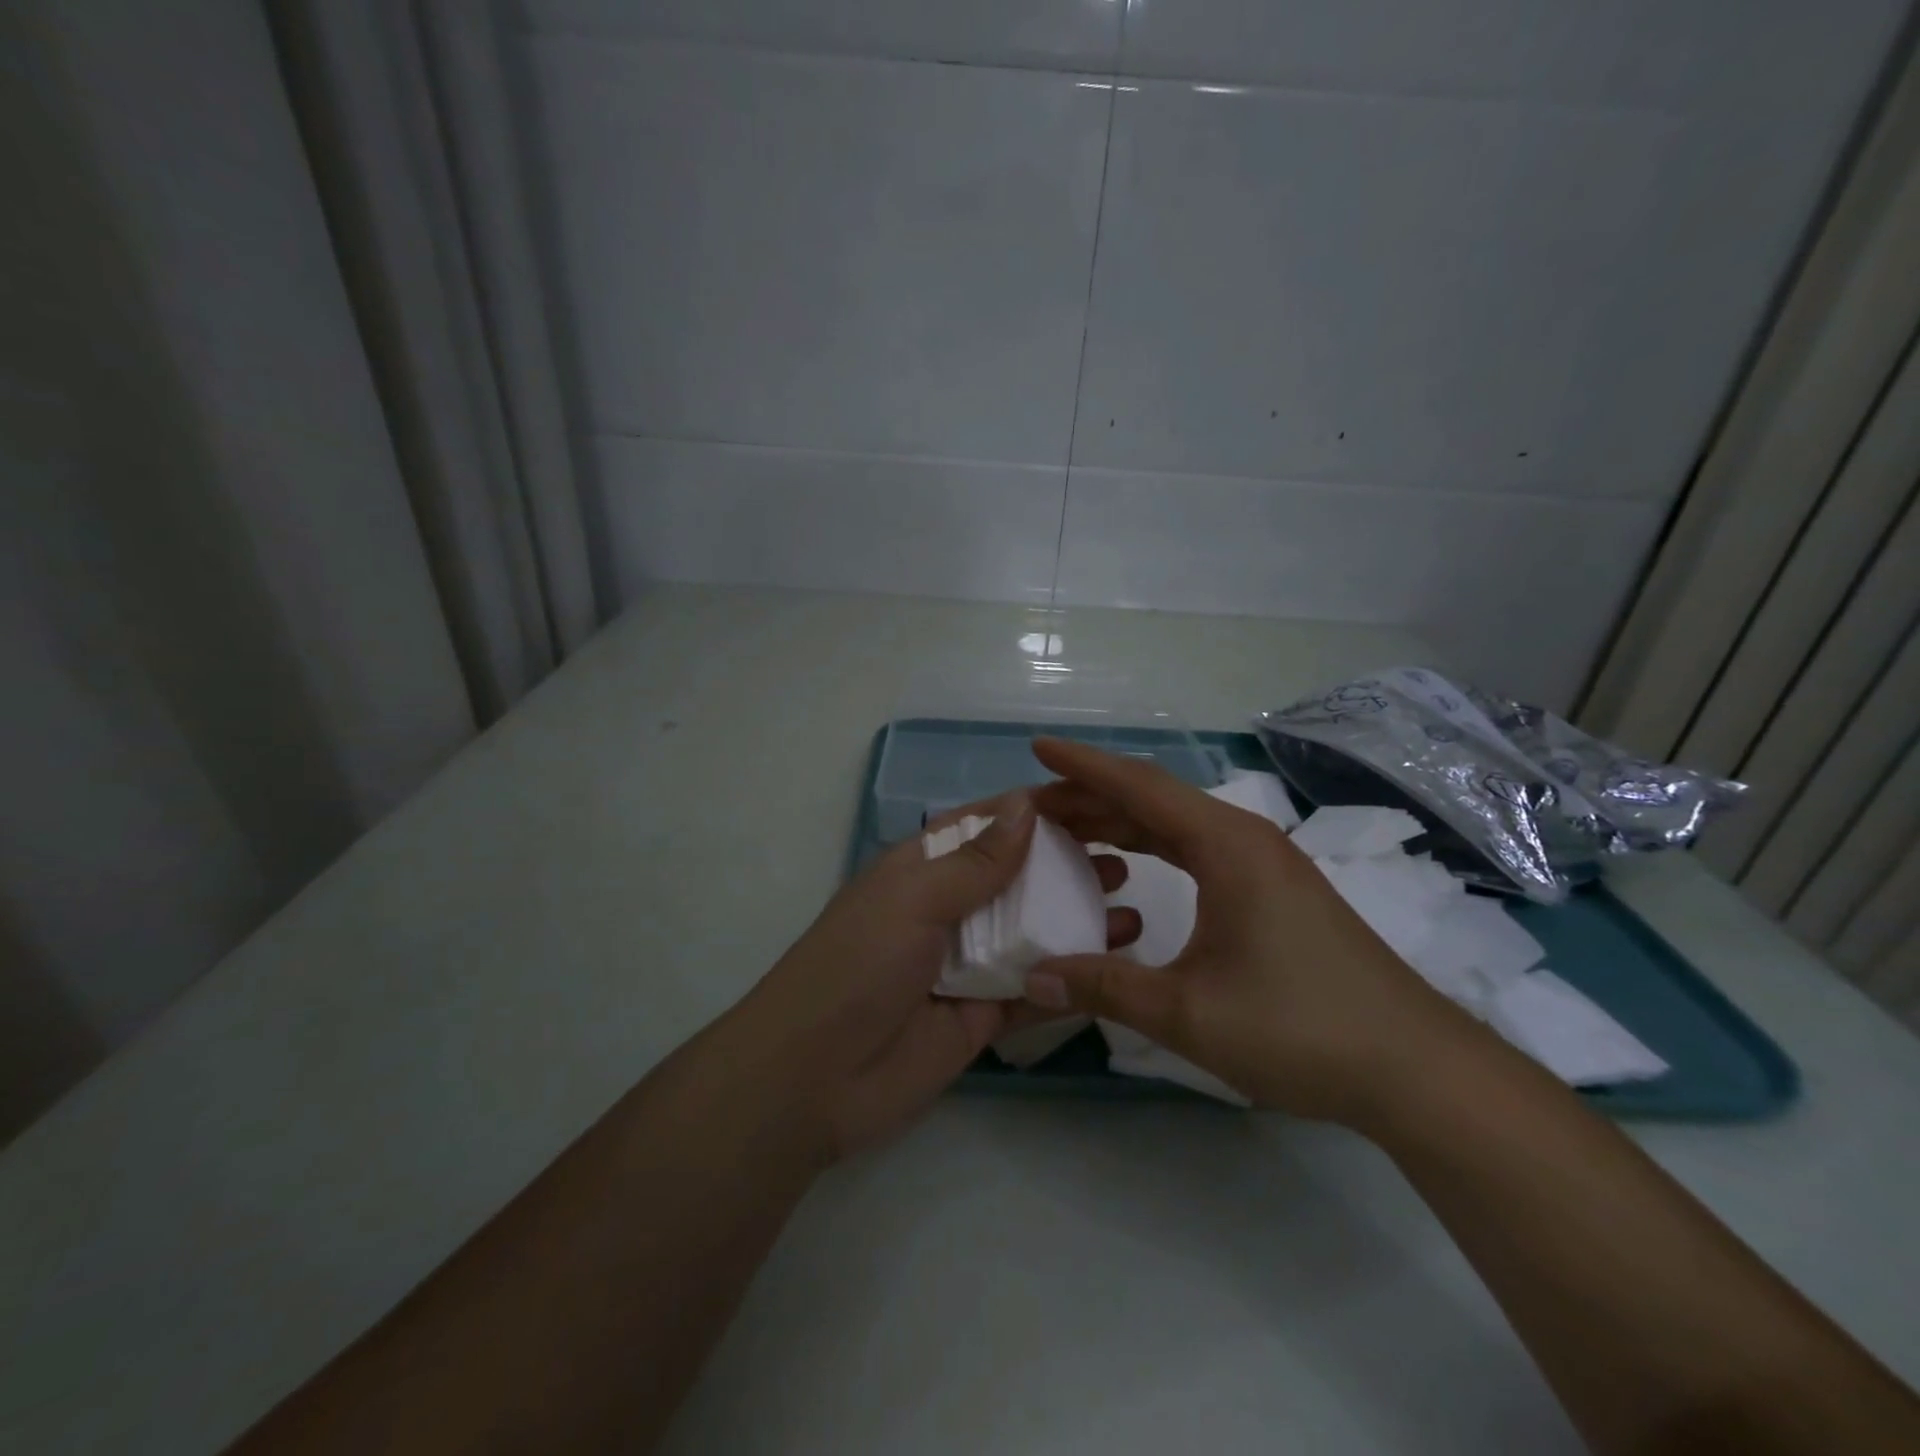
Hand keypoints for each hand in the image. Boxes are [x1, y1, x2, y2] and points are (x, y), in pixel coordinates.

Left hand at [736, 789, 1140, 1161]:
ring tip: (1134, 908)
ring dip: (1079, 919)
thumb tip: (1028, 805)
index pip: (988, 826)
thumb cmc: (857, 966)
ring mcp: (967, 964)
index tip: (1098, 802)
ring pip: (1033, 932)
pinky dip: (1071, 975)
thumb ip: (975, 861)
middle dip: (1068, 865)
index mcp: (923, 870)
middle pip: (1018, 878)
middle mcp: (948, 910)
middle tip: (1128, 859)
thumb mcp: (913, 900)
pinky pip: (1034, 989)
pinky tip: (1116, 963)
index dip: (1038, 811)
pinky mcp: (983, 1016)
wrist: (812, 1080)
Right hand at [1024, 737, 1479, 1123]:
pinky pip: (1195, 850)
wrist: (1416, 1068)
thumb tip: (1033, 979)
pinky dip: (1151, 848)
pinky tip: (1128, 868)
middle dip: (1089, 797)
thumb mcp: (1189, 1012)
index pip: (1139, 786)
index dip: (1082, 766)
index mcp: (1226, 844)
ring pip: (1174, 824)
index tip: (1035, 748)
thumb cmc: (1300, 1028)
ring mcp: (1262, 862)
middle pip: (1152, 799)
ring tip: (1065, 831)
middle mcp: (1243, 838)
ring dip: (1119, 822)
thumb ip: (1104, 989)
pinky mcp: (1272, 890)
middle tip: (1032, 809)